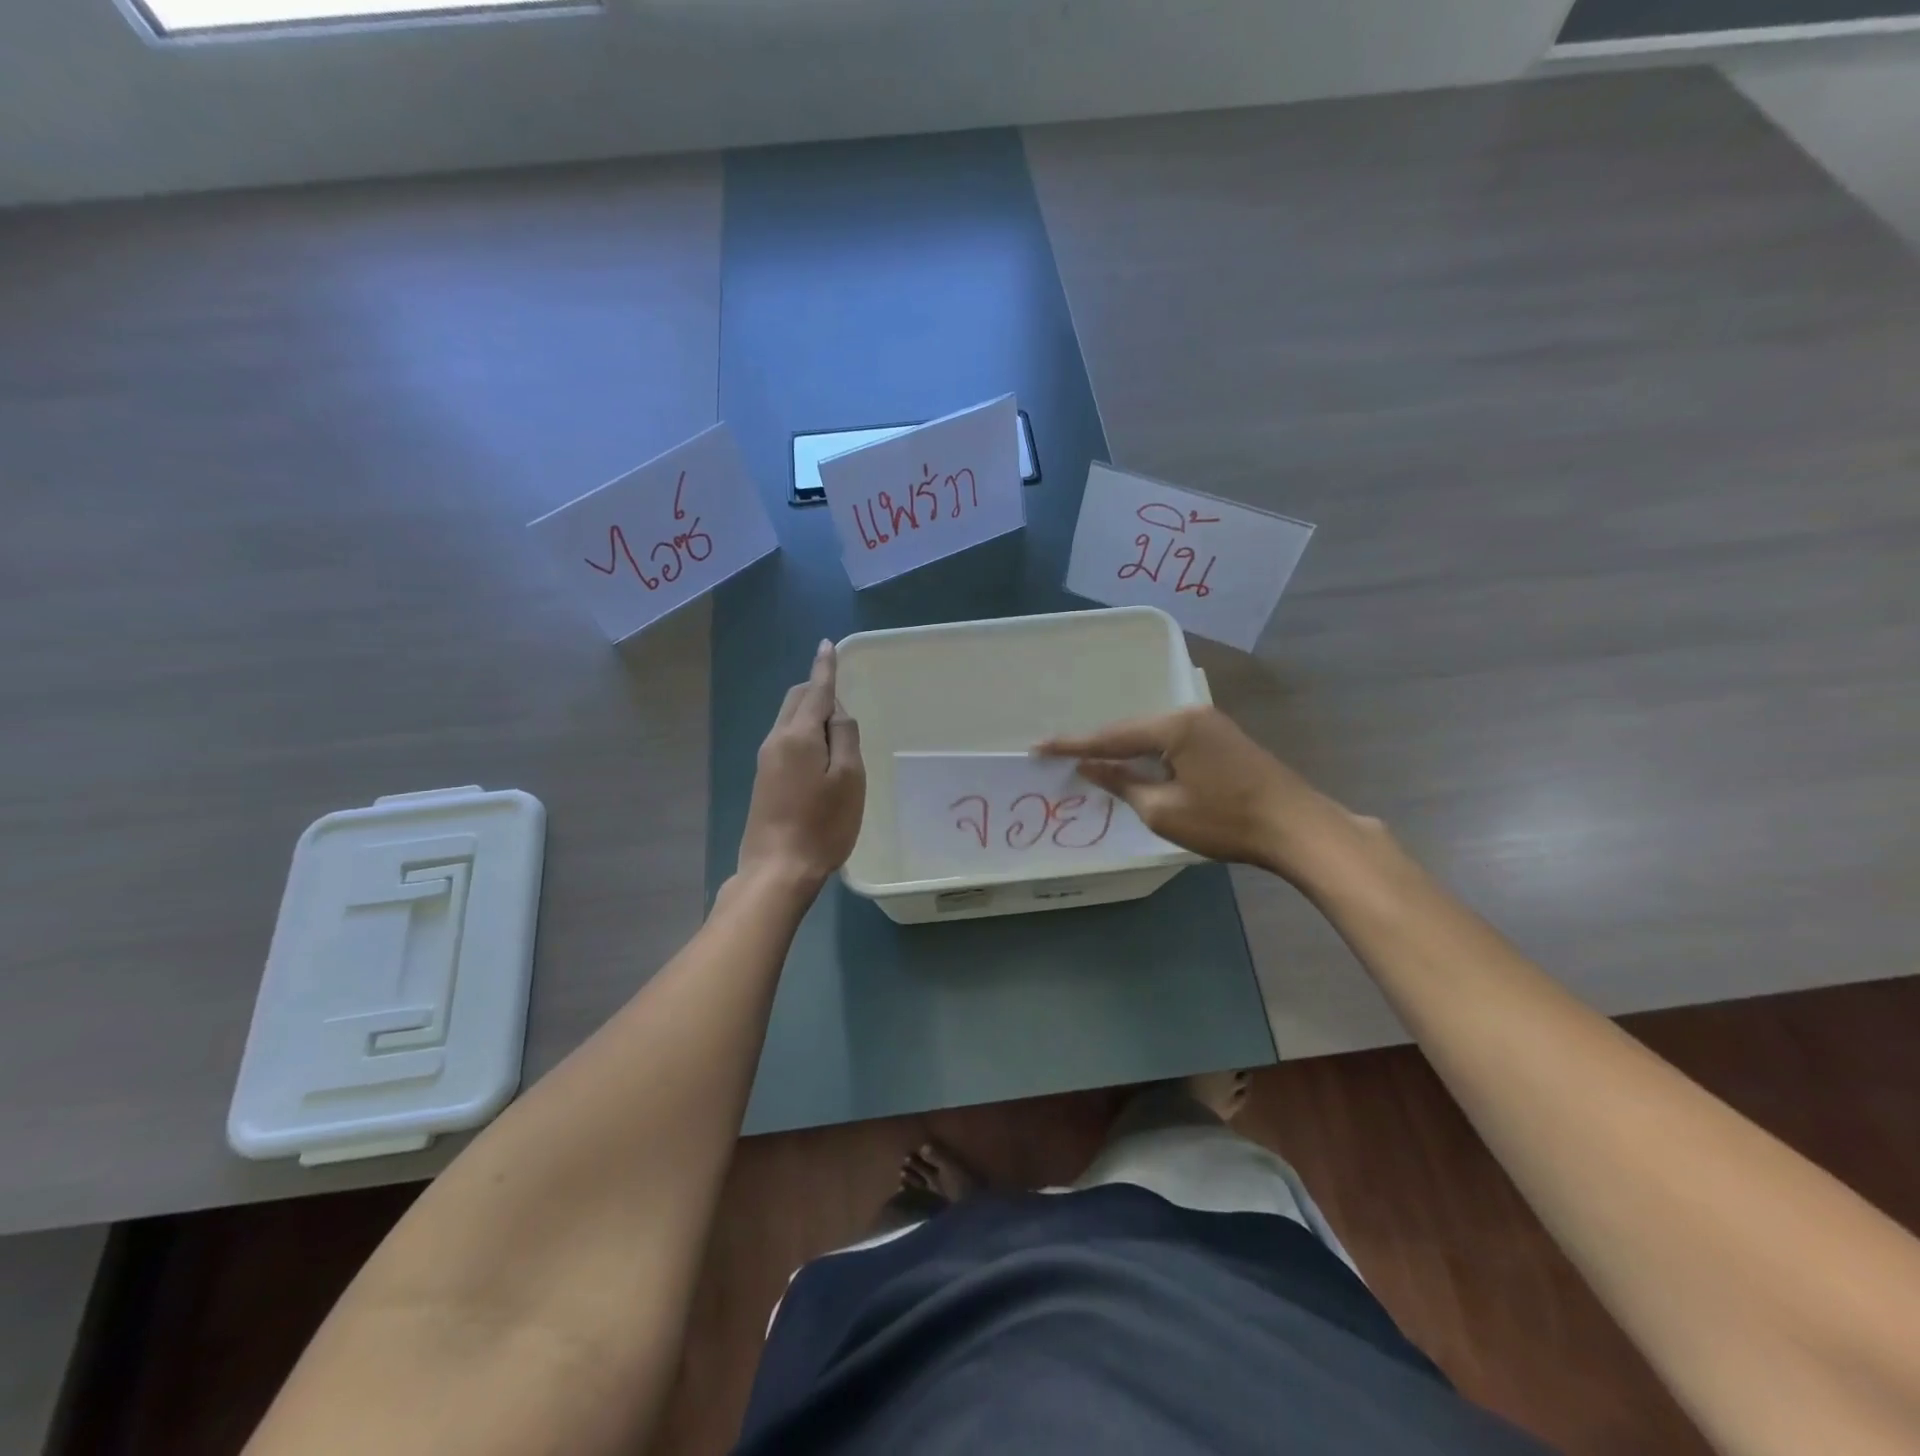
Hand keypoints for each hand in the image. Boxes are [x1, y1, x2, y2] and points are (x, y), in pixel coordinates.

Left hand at [737, 640, 864, 894]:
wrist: (777, 870)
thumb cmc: (822, 825)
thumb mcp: (849, 778)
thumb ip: (845, 737)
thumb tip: (836, 712)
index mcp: (798, 735)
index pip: (815, 690)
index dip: (825, 667)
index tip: (827, 645)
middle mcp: (776, 740)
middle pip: (796, 700)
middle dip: (817, 689)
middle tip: (843, 698)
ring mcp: (766, 761)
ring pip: (789, 720)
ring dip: (811, 713)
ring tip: (837, 729)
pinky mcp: (764, 780)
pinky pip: (786, 740)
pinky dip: (804, 733)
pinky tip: (820, 753)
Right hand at [1037, 705, 1365, 880]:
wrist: (1298, 828)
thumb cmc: (1227, 821)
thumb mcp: (1163, 810)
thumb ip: (1122, 783)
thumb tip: (1091, 767)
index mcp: (1174, 726)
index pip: (1111, 736)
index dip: (1073, 745)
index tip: (1039, 746)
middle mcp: (1191, 714)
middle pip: (1132, 729)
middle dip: (1099, 745)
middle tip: (1062, 755)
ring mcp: (1211, 724)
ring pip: (1153, 734)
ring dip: (1126, 749)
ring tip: (1092, 760)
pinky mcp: (1223, 738)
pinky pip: (1172, 740)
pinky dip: (1150, 753)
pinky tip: (1136, 763)